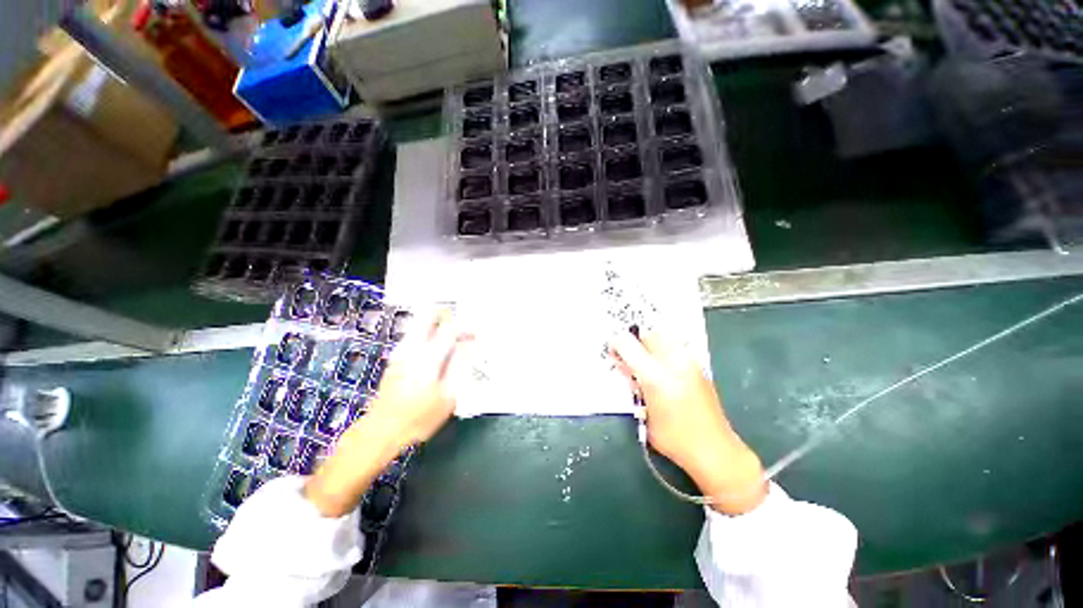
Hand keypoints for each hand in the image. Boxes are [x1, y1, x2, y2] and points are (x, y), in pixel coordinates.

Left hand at [304, 311, 468, 516]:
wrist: (380, 431)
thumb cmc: (418, 417)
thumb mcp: (448, 396)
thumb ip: (460, 366)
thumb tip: (470, 345)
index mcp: (428, 356)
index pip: (450, 328)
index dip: (467, 326)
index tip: (477, 332)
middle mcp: (412, 347)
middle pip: (429, 315)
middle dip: (448, 315)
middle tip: (462, 328)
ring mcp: (401, 351)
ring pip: (421, 323)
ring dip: (439, 324)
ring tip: (454, 340)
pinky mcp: (396, 358)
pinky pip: (416, 334)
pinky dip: (430, 333)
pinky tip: (439, 351)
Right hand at [609, 330, 766, 514]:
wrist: (715, 450)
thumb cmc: (674, 439)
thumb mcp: (644, 413)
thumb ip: (634, 385)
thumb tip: (625, 367)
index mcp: (655, 377)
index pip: (628, 345)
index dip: (616, 344)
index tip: (613, 353)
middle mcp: (673, 363)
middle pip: (647, 334)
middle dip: (635, 342)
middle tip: (631, 359)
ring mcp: (689, 362)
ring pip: (664, 336)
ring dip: (651, 345)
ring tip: (648, 363)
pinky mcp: (699, 366)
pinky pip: (676, 347)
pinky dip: (665, 351)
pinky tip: (664, 369)